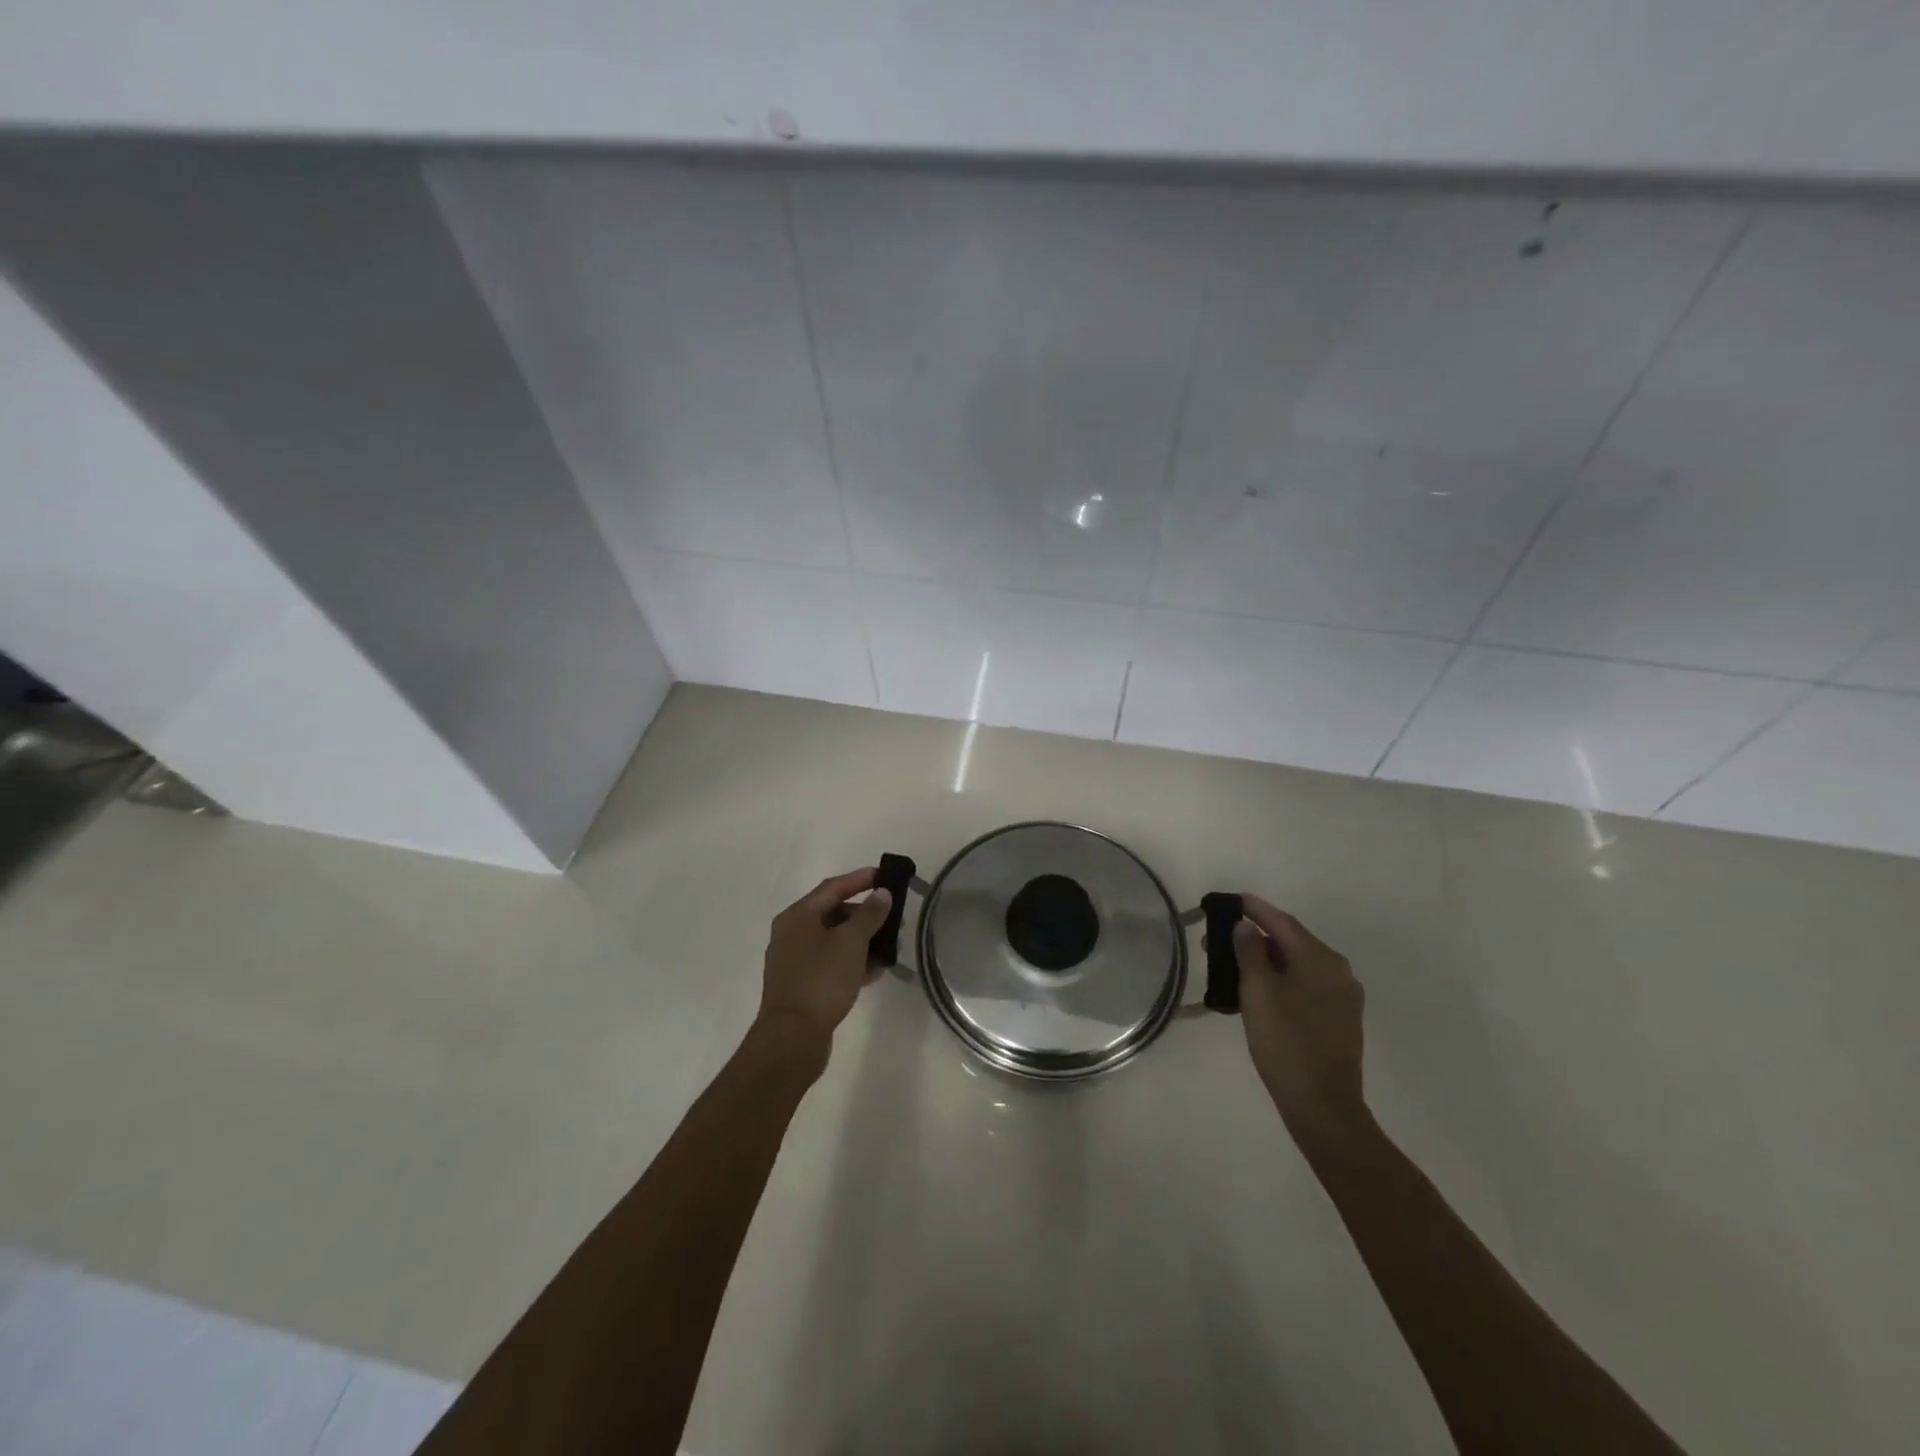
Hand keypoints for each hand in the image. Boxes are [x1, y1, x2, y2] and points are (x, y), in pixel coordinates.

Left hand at [755, 868, 892, 1059]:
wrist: (793, 1037)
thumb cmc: (821, 980)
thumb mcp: (851, 942)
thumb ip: (869, 915)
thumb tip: (882, 893)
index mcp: (797, 916)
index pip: (832, 887)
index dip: (859, 879)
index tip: (885, 876)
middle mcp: (791, 934)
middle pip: (833, 914)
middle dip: (865, 915)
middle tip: (892, 917)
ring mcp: (795, 962)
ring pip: (834, 942)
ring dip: (862, 941)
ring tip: (890, 946)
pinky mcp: (802, 987)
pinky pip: (831, 965)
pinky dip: (852, 963)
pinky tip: (875, 971)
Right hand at [1232, 894, 1368, 1140]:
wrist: (1323, 1106)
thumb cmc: (1285, 1043)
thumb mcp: (1258, 992)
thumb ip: (1250, 952)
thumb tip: (1246, 926)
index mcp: (1320, 959)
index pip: (1282, 921)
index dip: (1254, 908)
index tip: (1230, 899)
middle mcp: (1338, 970)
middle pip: (1291, 941)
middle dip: (1255, 936)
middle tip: (1218, 939)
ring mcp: (1343, 996)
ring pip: (1298, 964)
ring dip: (1267, 959)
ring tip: (1233, 965)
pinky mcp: (1340, 1018)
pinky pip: (1306, 984)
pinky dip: (1281, 978)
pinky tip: (1260, 990)